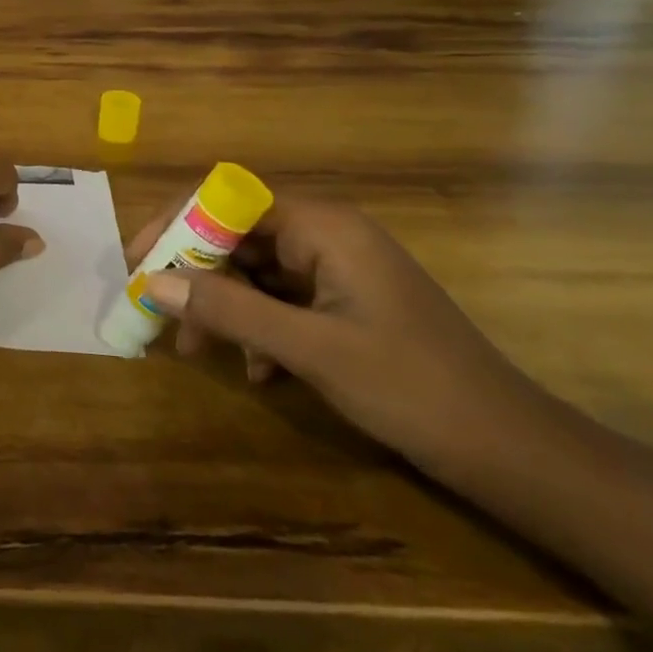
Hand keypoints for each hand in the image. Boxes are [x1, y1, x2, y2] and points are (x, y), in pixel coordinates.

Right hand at [134, 192, 531, 471]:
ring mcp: (336, 269)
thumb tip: (151, 282)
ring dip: (221, 306)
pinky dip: (256, 326)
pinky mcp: (343, 302)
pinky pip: (278, 299)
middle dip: (194, 274)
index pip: (226, 199)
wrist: (512, 452)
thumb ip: (228, 310)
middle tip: (161, 315)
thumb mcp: (309, 349)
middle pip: (235, 235)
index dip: (176, 223)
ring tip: (198, 349)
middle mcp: (326, 235)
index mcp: (323, 226)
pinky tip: (257, 371)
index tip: (141, 262)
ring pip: (252, 271)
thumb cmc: (412, 387)